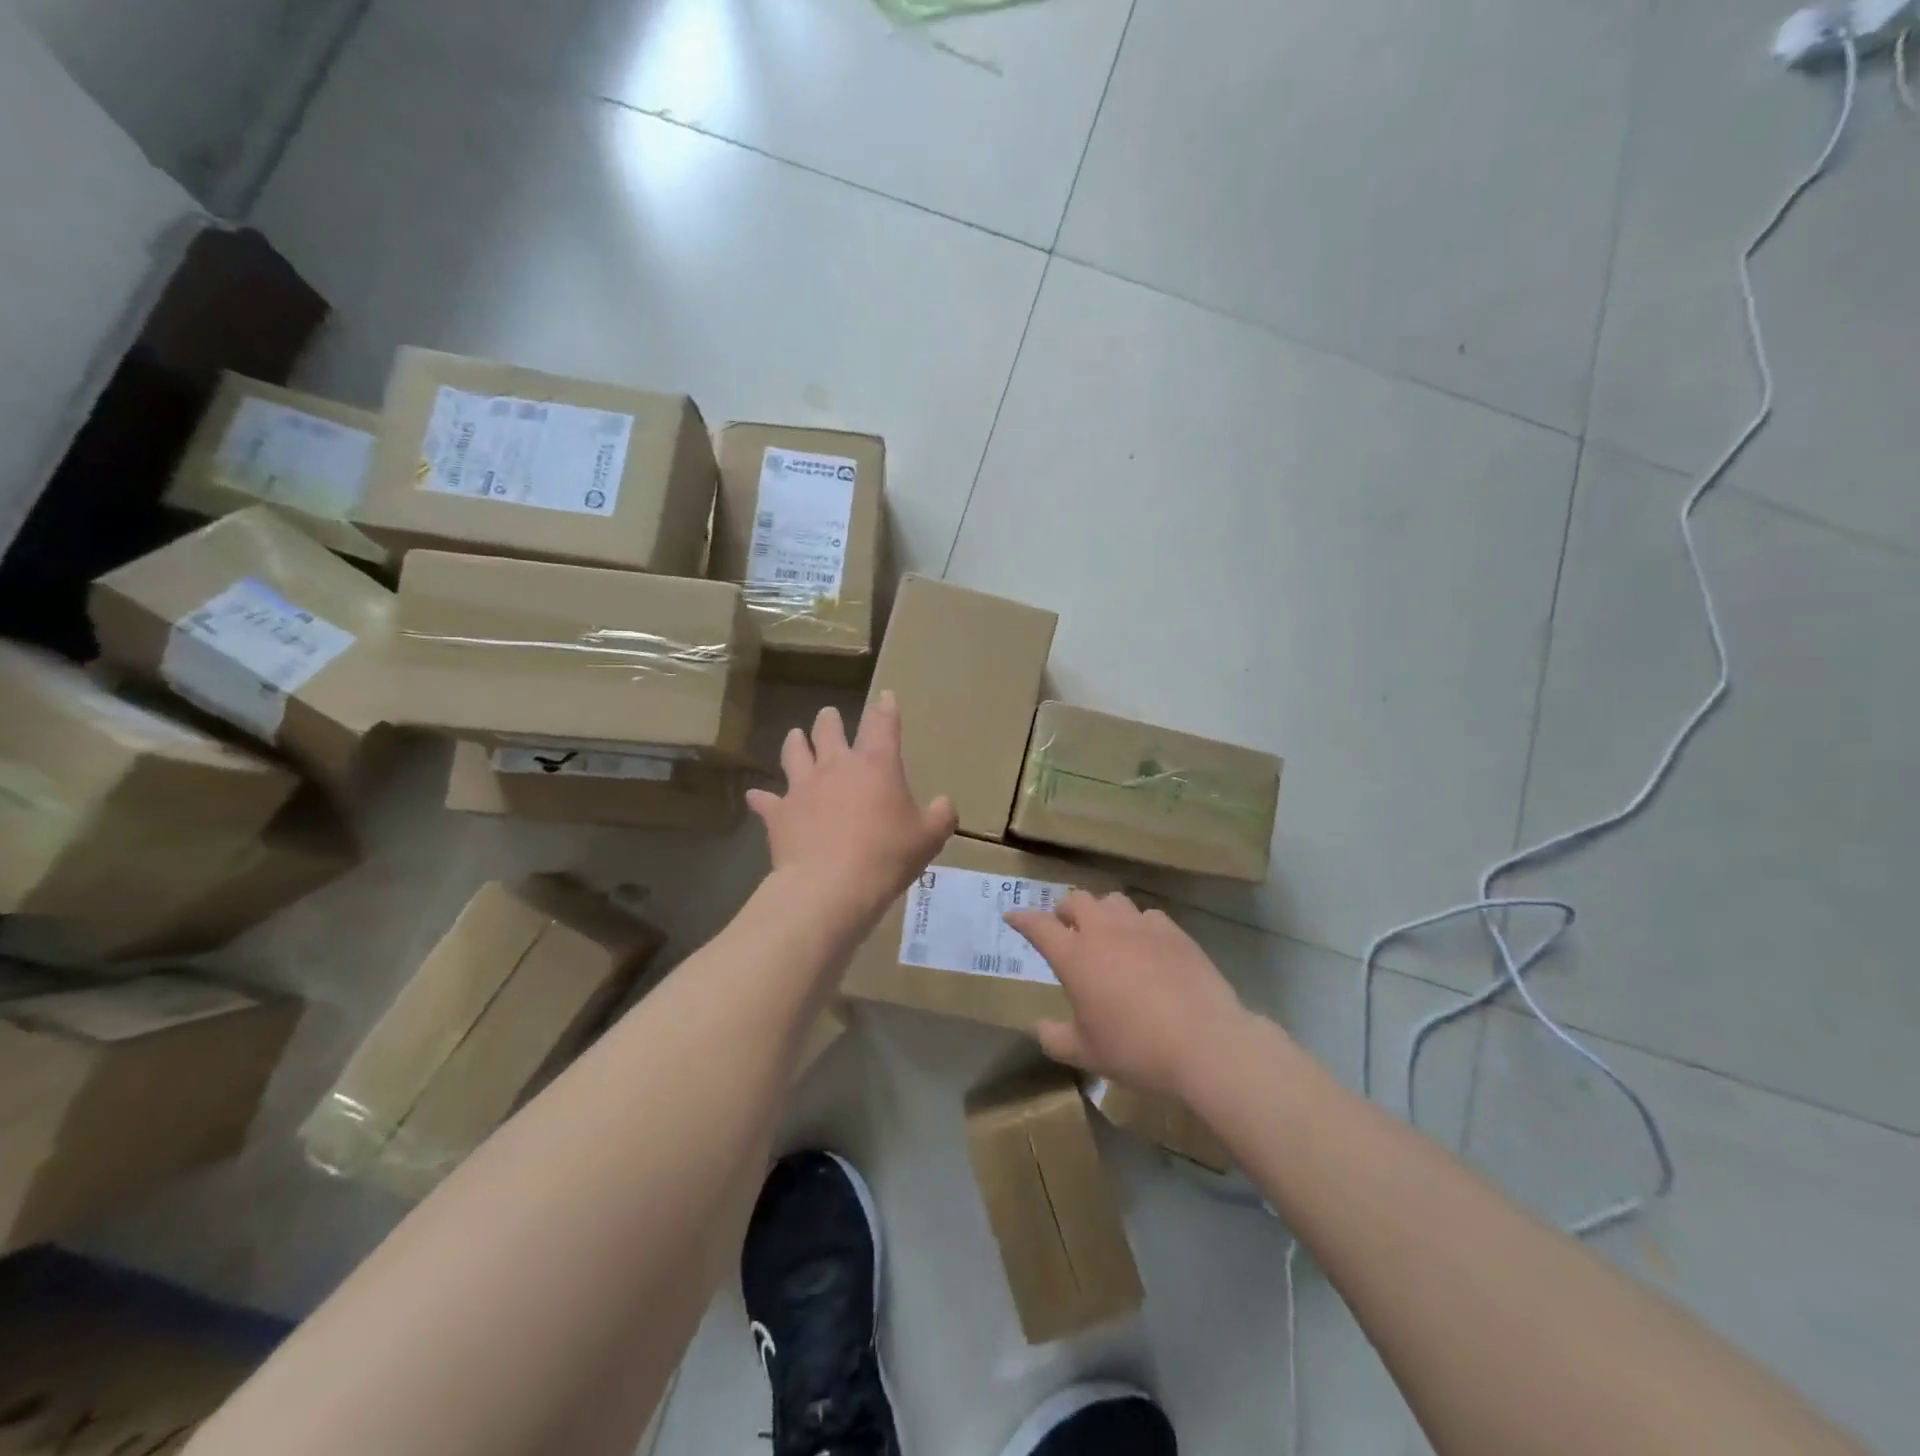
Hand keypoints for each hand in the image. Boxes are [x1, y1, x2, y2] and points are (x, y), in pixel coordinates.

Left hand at [747, 692, 956, 929]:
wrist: (830, 886)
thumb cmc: (886, 856)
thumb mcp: (929, 838)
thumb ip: (940, 815)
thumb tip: (944, 803)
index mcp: (876, 765)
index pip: (882, 724)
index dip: (885, 708)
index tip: (885, 696)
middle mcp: (837, 766)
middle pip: (828, 730)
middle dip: (830, 719)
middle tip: (829, 714)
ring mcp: (803, 787)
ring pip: (794, 752)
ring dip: (795, 742)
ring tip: (795, 736)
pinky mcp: (779, 812)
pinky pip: (766, 800)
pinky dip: (762, 798)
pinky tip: (757, 796)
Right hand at [1005, 891, 1255, 1098]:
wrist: (1204, 1042)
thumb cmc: (1136, 1049)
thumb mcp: (1086, 1053)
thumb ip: (1055, 1038)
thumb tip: (1038, 1027)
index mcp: (1075, 957)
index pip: (1039, 926)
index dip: (1022, 919)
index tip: (1012, 916)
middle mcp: (1104, 931)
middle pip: (1076, 900)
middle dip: (1065, 910)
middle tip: (1065, 927)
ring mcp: (1141, 927)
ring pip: (1113, 901)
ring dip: (1102, 912)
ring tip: (1106, 932)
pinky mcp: (1174, 931)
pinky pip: (1147, 916)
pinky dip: (1138, 925)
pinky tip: (1145, 945)